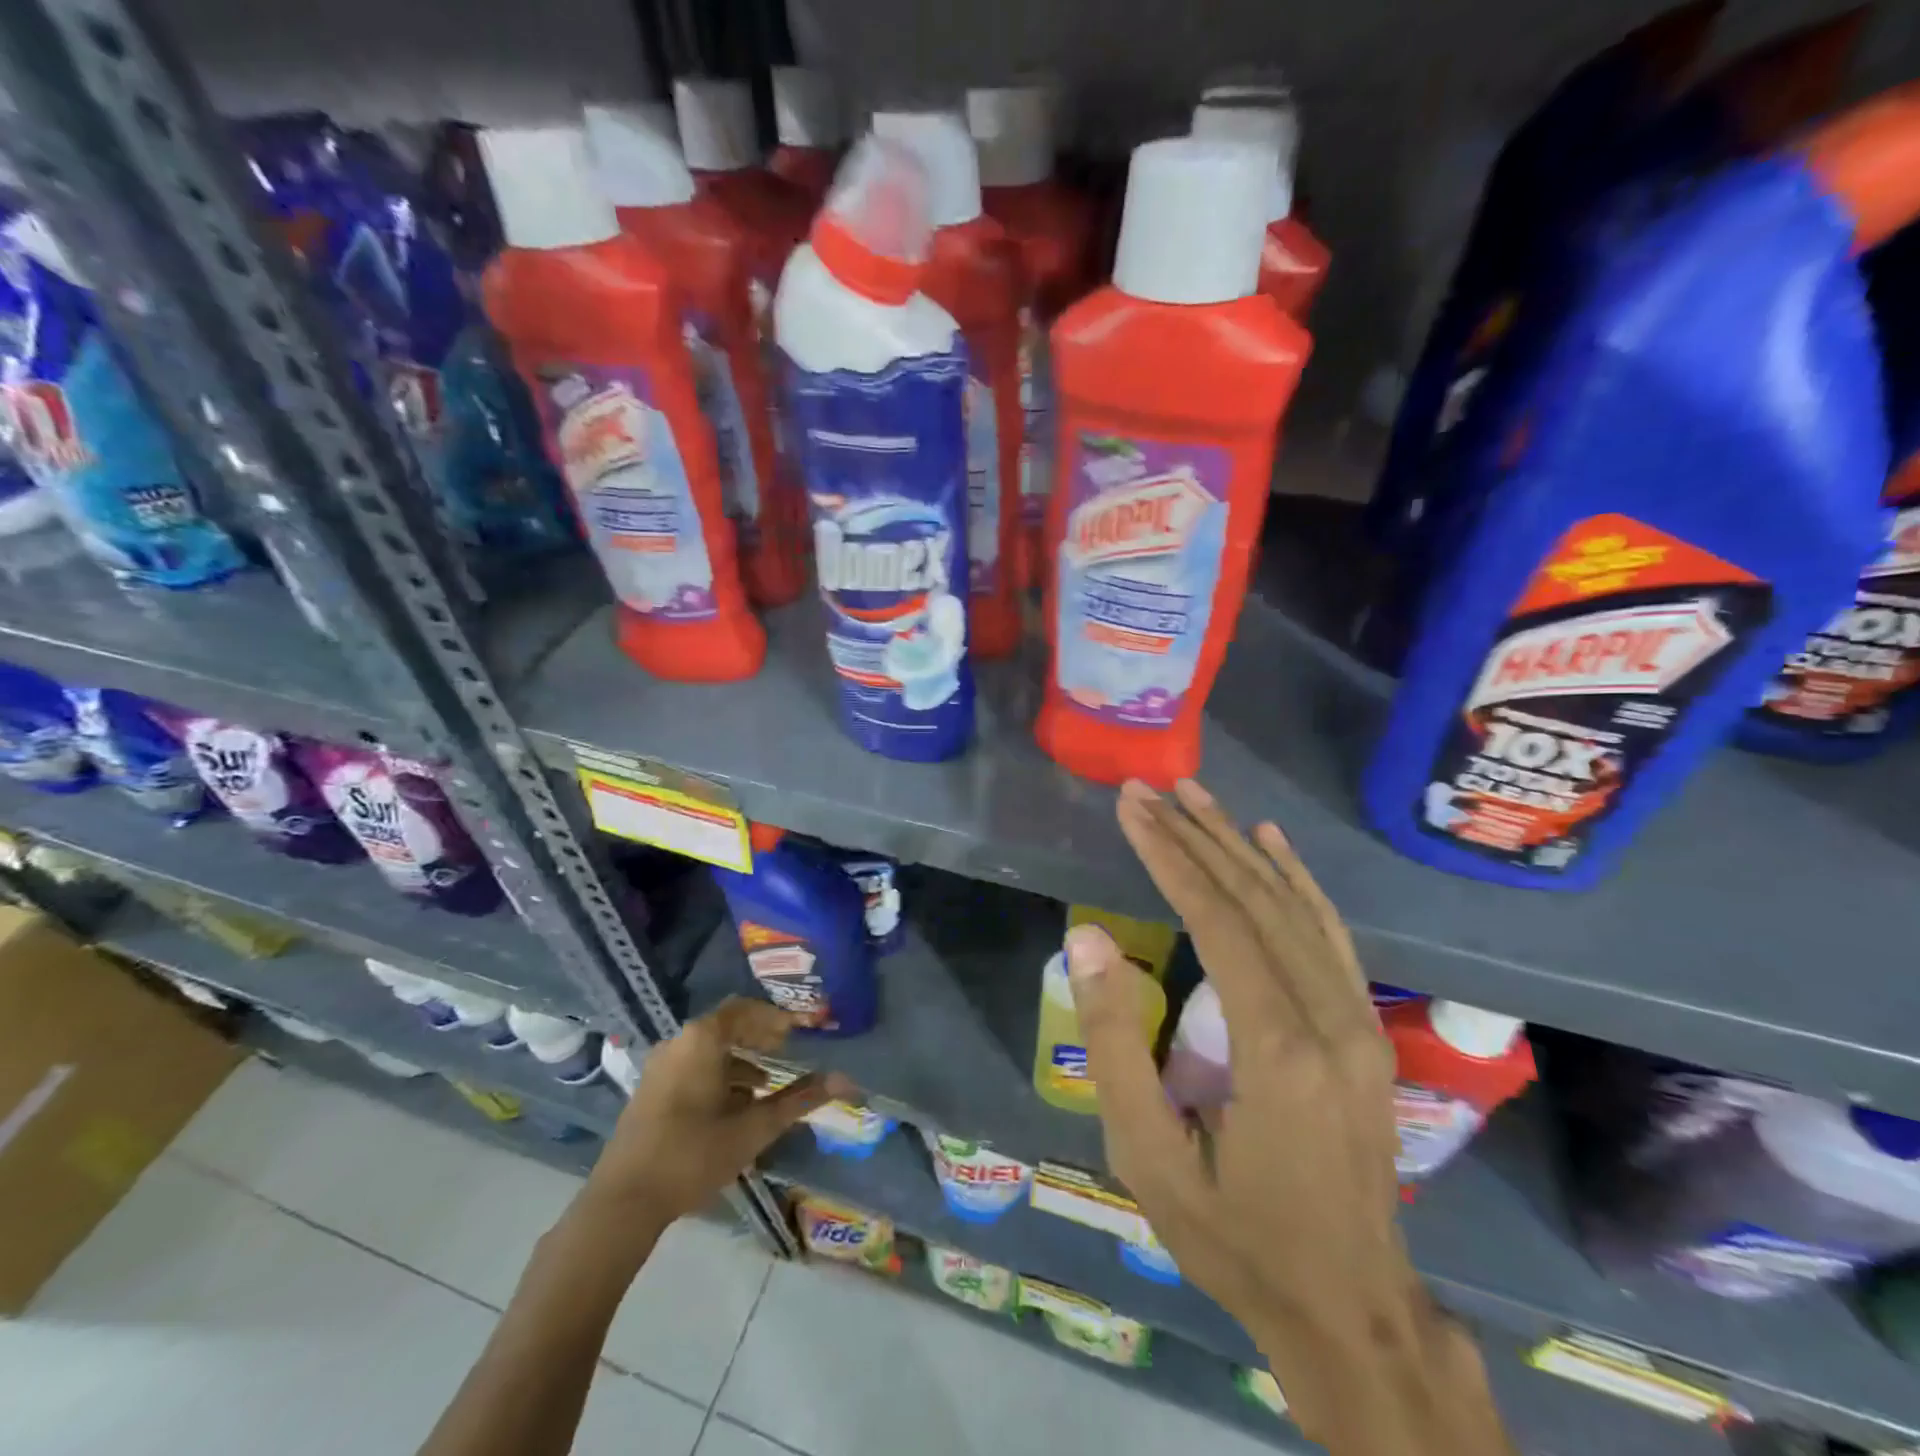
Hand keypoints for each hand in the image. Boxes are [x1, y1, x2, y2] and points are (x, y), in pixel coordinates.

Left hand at [583, 998, 846, 1232]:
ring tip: (766, 1085)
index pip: (747, 1009)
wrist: (622, 1202)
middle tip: (788, 1049)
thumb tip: (845, 1081)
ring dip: (740, 1059)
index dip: (778, 1016)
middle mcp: (679, 1042)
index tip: (804, 1027)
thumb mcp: (753, 1128)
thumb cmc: (693, 1155)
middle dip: (760, 1036)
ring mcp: (660, 1066)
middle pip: (728, 1025)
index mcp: (702, 1039)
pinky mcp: (651, 1089)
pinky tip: (734, 1106)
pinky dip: (719, 1074)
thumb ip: (798, 1100)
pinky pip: (693, 1065)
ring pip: (709, 1048)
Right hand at [1070, 780, 1502, 1451]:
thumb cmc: (1234, 1237)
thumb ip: (1113, 1043)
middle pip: (1256, 900)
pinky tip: (1271, 845)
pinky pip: (1330, 935)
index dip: (1170, 855)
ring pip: (1295, 908)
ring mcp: (1360, 1022)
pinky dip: (1297, 880)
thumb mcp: (1147, 1156)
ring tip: (1196, 796)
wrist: (1351, 1310)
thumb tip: (1087, 940)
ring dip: (1240, 846)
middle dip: (1196, 837)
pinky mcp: (1366, 1031)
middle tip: (1149, 790)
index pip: (1218, 920)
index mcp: (1278, 1050)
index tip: (1131, 808)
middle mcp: (1331, 1020)